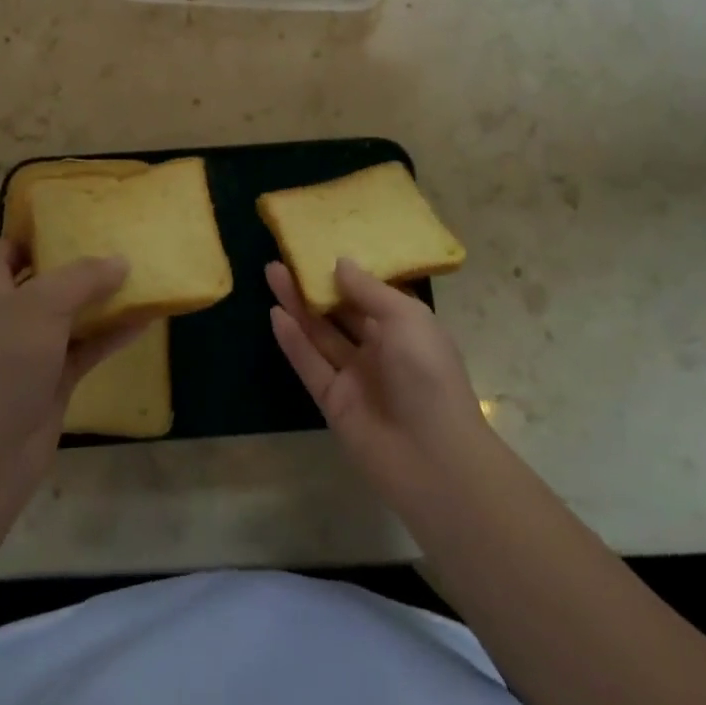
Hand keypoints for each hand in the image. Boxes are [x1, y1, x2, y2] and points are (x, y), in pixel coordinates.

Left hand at [0, 240, 138, 508]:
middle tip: (122, 239)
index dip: (37, 230)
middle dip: (81, 261)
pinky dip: (113, 334)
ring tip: (143, 273)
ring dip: (104, 298)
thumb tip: (120, 260)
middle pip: (47, 278)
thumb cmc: (0, 367)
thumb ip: (82, 278)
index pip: (9, 248)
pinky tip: (147, 319)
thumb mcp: (40, 307)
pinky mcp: (53, 381)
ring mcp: (32, 351)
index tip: (78, 215)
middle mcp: (9, 315)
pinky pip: (89, 347)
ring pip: (73, 314)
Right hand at [269, 258, 492, 512]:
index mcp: (405, 328)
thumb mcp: (406, 318)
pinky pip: (310, 365)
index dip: (346, 273)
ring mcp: (355, 377)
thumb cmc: (427, 374)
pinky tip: (275, 315)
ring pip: (320, 334)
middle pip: (340, 311)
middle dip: (314, 285)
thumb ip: (368, 290)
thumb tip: (340, 263)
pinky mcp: (333, 402)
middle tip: (285, 257)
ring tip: (272, 273)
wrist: (432, 457)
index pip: (371, 294)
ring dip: (297, 305)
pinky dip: (293, 341)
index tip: (321, 247)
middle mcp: (379, 349)